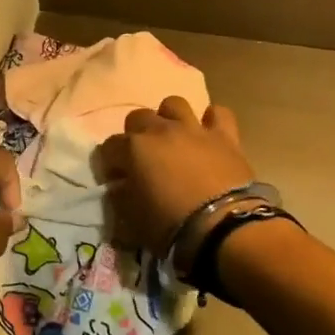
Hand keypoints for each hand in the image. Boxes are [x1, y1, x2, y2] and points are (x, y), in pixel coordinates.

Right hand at [99, 97, 254, 255]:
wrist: (225, 229)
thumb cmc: (172, 227)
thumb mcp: (133, 220)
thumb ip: (121, 197)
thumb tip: (119, 187)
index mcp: (133, 149)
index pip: (109, 147)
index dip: (109, 163)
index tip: (115, 179)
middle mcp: (161, 130)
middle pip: (138, 117)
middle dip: (135, 134)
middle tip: (143, 158)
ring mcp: (193, 129)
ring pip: (174, 104)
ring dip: (169, 119)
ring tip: (173, 139)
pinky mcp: (224, 136)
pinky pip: (218, 114)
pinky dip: (212, 121)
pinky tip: (209, 136)